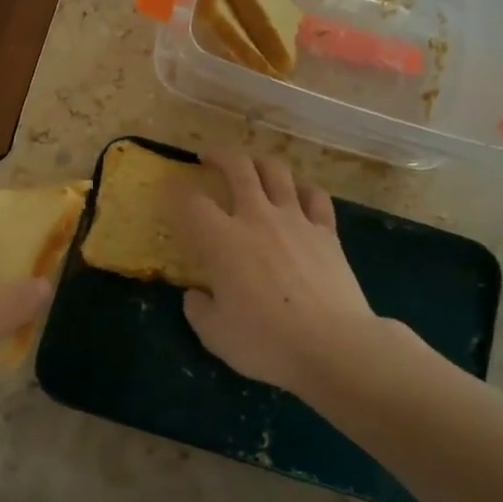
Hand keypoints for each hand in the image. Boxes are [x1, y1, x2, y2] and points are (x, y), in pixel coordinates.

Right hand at [177, 154, 390, 397]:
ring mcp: (296, 220)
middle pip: (237, 167)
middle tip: (208, 157)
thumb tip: (196, 295)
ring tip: (251, 166)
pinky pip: (315, 196)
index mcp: (222, 240)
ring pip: (276, 171)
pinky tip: (298, 196)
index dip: (174, 192)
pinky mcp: (327, 231)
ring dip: (259, 162)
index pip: (190, 202)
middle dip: (218, 155)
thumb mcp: (215, 335)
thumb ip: (198, 309)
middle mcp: (257, 218)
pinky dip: (303, 190)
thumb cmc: (266, 342)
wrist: (334, 346)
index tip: (168, 190)